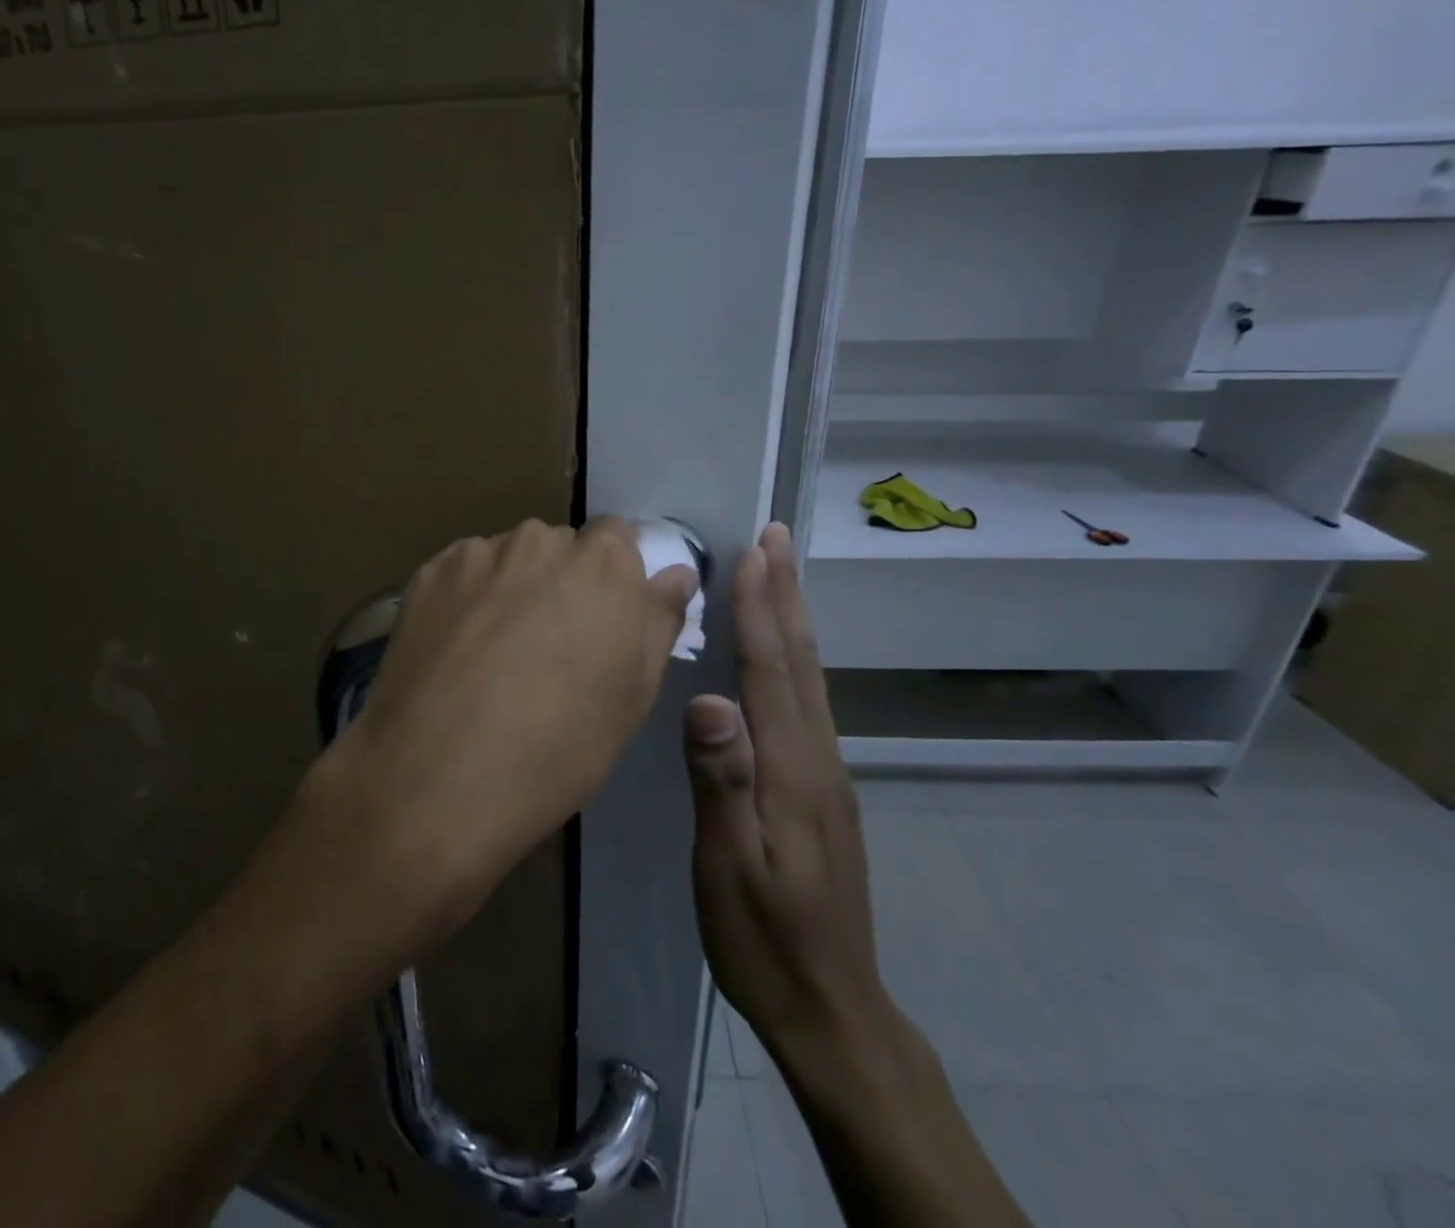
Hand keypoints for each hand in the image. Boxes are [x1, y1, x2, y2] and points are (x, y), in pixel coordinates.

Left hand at [307, 517, 697, 930]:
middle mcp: (540, 540)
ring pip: (506, 560)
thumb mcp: (634, 694)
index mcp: (603, 562)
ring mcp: (476, 554)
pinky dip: (464, 600)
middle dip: (559, 582)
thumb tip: (675, 573)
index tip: (600, 622)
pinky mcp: (427, 574)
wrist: (440, 776)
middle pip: (559, 548)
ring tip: (492, 654)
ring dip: (509, 588)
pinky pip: (460, 576)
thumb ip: (658, 620)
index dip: (611, 579)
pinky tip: (453, 651)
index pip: (617, 539)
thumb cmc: (559, 746)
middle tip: (546, 647)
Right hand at [684, 523, 898, 1060]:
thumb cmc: (763, 936)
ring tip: (781, 576)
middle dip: (786, 593)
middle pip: (800, 660)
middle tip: (777, 537)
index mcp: (791, 769)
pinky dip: (796, 659)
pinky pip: (810, 702)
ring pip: (811, 678)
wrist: (832, 1005)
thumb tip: (710, 701)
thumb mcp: (727, 865)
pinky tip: (784, 656)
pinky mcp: (825, 790)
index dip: (760, 607)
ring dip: (794, 619)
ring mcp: (827, 773)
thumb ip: (722, 781)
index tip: (753, 551)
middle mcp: (818, 757)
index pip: (770, 670)